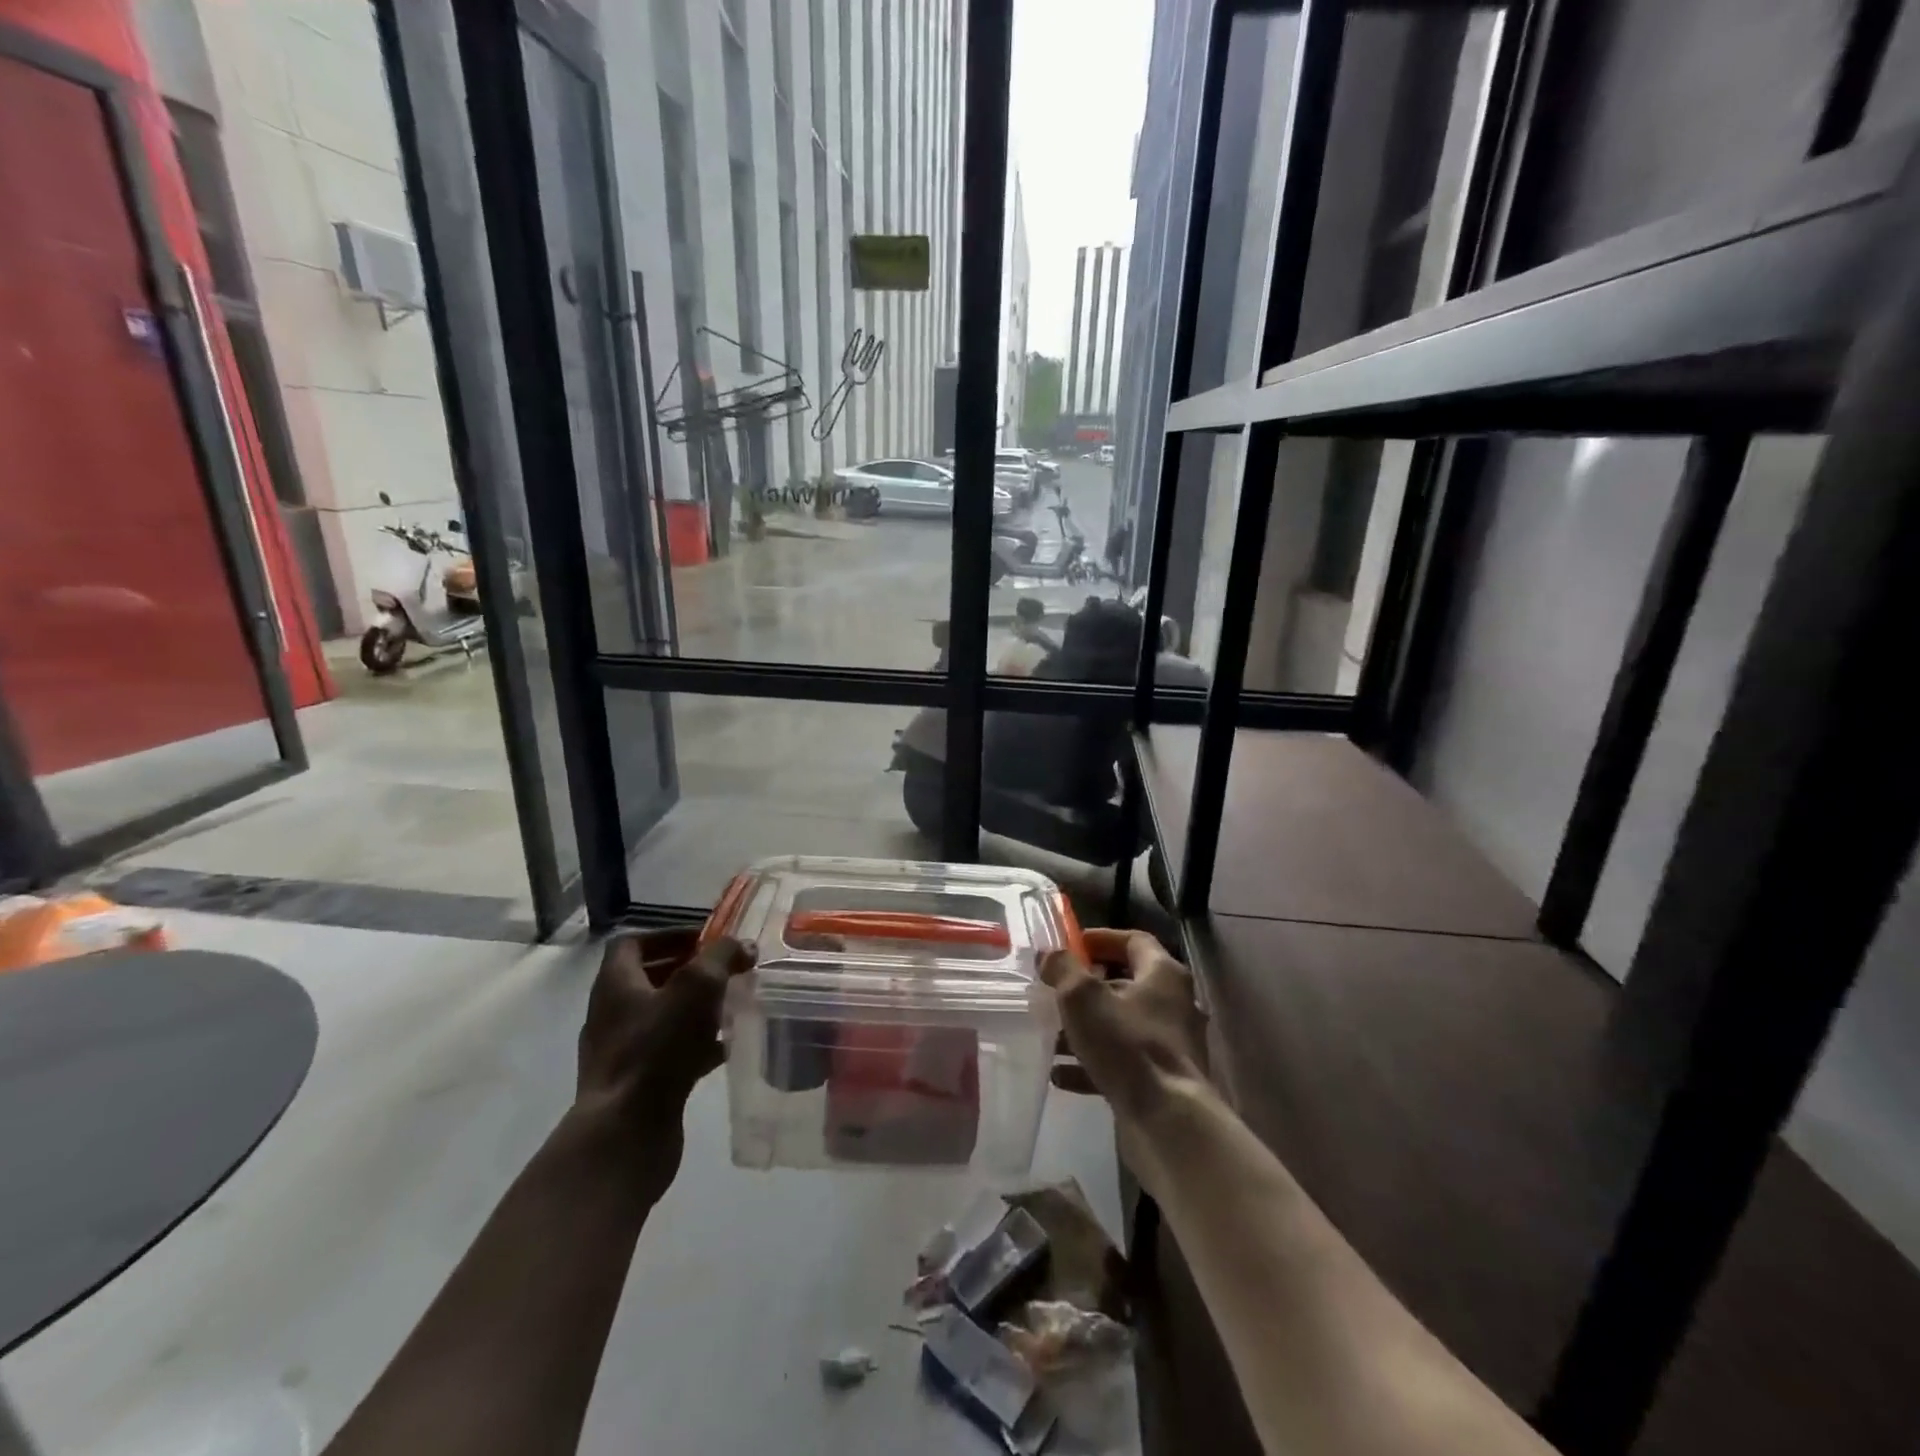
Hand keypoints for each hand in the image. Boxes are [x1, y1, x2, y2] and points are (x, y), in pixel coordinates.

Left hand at [574, 928, 754, 1200]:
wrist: (625, 1134)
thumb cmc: (657, 1049)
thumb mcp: (697, 988)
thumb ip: (722, 957)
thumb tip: (742, 945)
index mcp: (615, 984)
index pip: (632, 944)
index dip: (669, 936)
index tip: (704, 941)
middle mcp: (611, 1014)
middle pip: (648, 979)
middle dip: (688, 972)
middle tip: (724, 972)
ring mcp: (621, 1053)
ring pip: (661, 1017)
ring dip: (694, 1009)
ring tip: (730, 1007)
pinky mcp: (635, 1085)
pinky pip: (667, 1053)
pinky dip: (695, 1045)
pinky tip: (723, 1050)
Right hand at [1042, 928, 1208, 1124]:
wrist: (1168, 1120)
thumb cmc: (1127, 1044)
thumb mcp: (1082, 997)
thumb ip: (1063, 968)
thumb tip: (1050, 955)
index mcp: (1163, 974)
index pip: (1133, 940)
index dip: (1100, 939)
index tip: (1070, 946)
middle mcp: (1174, 1003)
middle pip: (1126, 983)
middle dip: (1086, 988)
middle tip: (1056, 991)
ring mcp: (1171, 1044)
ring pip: (1121, 1025)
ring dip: (1085, 1028)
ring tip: (1051, 1037)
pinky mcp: (1163, 1079)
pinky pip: (1123, 1060)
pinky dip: (1093, 1062)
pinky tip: (1061, 1075)